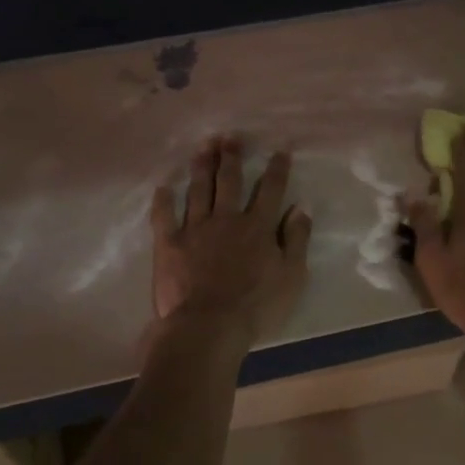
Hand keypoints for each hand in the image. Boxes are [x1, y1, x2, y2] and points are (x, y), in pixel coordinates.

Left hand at [150, 135, 311, 345]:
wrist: (208, 327)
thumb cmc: (256, 307)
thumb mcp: (291, 276)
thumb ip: (296, 239)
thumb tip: (301, 207)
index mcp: (257, 226)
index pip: (270, 190)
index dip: (276, 168)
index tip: (280, 150)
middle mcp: (226, 219)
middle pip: (229, 181)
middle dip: (231, 156)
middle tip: (230, 137)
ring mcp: (195, 229)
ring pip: (198, 190)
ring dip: (201, 166)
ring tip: (203, 146)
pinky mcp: (169, 244)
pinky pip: (164, 216)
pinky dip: (163, 200)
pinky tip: (163, 187)